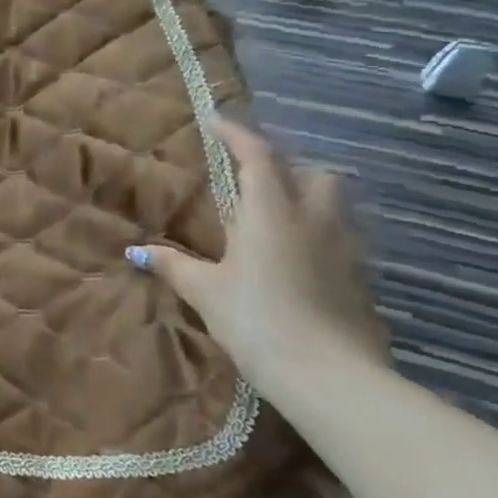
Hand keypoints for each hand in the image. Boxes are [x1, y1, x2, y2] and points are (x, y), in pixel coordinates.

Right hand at [130, 119, 388, 390]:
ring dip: (308, 200)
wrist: (329, 375)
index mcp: (271, 214)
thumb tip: (136, 251)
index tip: (217, 121)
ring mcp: (346, 250)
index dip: (238, 134)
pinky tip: (296, 262)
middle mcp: (314, 221)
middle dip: (288, 168)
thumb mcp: (205, 292)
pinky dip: (318, 237)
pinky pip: (341, 241)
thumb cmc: (256, 320)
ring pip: (334, 206)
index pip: (258, 157)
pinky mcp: (361, 280)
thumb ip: (172, 265)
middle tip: (256, 180)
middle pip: (314, 174)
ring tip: (275, 220)